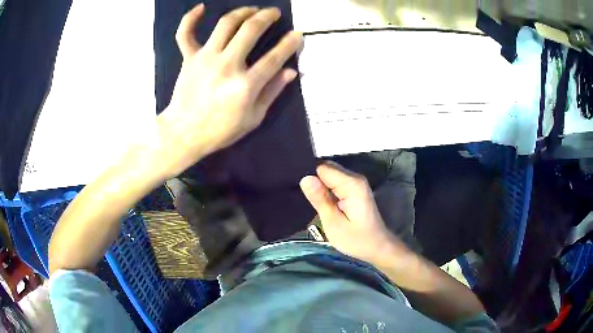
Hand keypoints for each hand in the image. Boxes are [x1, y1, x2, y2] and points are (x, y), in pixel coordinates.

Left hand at [157, 4, 301, 177]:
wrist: (184, 134)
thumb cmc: (220, 130)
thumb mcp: (253, 118)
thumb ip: (272, 92)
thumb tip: (290, 71)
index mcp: (245, 85)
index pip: (274, 57)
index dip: (290, 43)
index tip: (298, 34)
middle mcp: (226, 65)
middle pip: (250, 30)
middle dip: (267, 16)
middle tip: (274, 12)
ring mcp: (205, 58)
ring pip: (225, 24)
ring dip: (242, 12)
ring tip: (252, 10)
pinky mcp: (189, 58)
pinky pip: (185, 33)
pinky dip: (191, 18)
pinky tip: (201, 7)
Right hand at [300, 162, 408, 264]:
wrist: (377, 247)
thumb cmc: (356, 239)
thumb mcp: (333, 223)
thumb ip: (320, 199)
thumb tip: (305, 178)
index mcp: (351, 184)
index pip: (322, 168)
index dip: (310, 178)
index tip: (302, 194)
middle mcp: (355, 177)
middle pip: (326, 168)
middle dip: (313, 180)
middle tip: (307, 200)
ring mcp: (355, 182)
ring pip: (329, 174)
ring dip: (319, 186)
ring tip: (312, 202)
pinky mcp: (354, 187)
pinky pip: (334, 181)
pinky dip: (325, 189)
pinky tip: (322, 202)